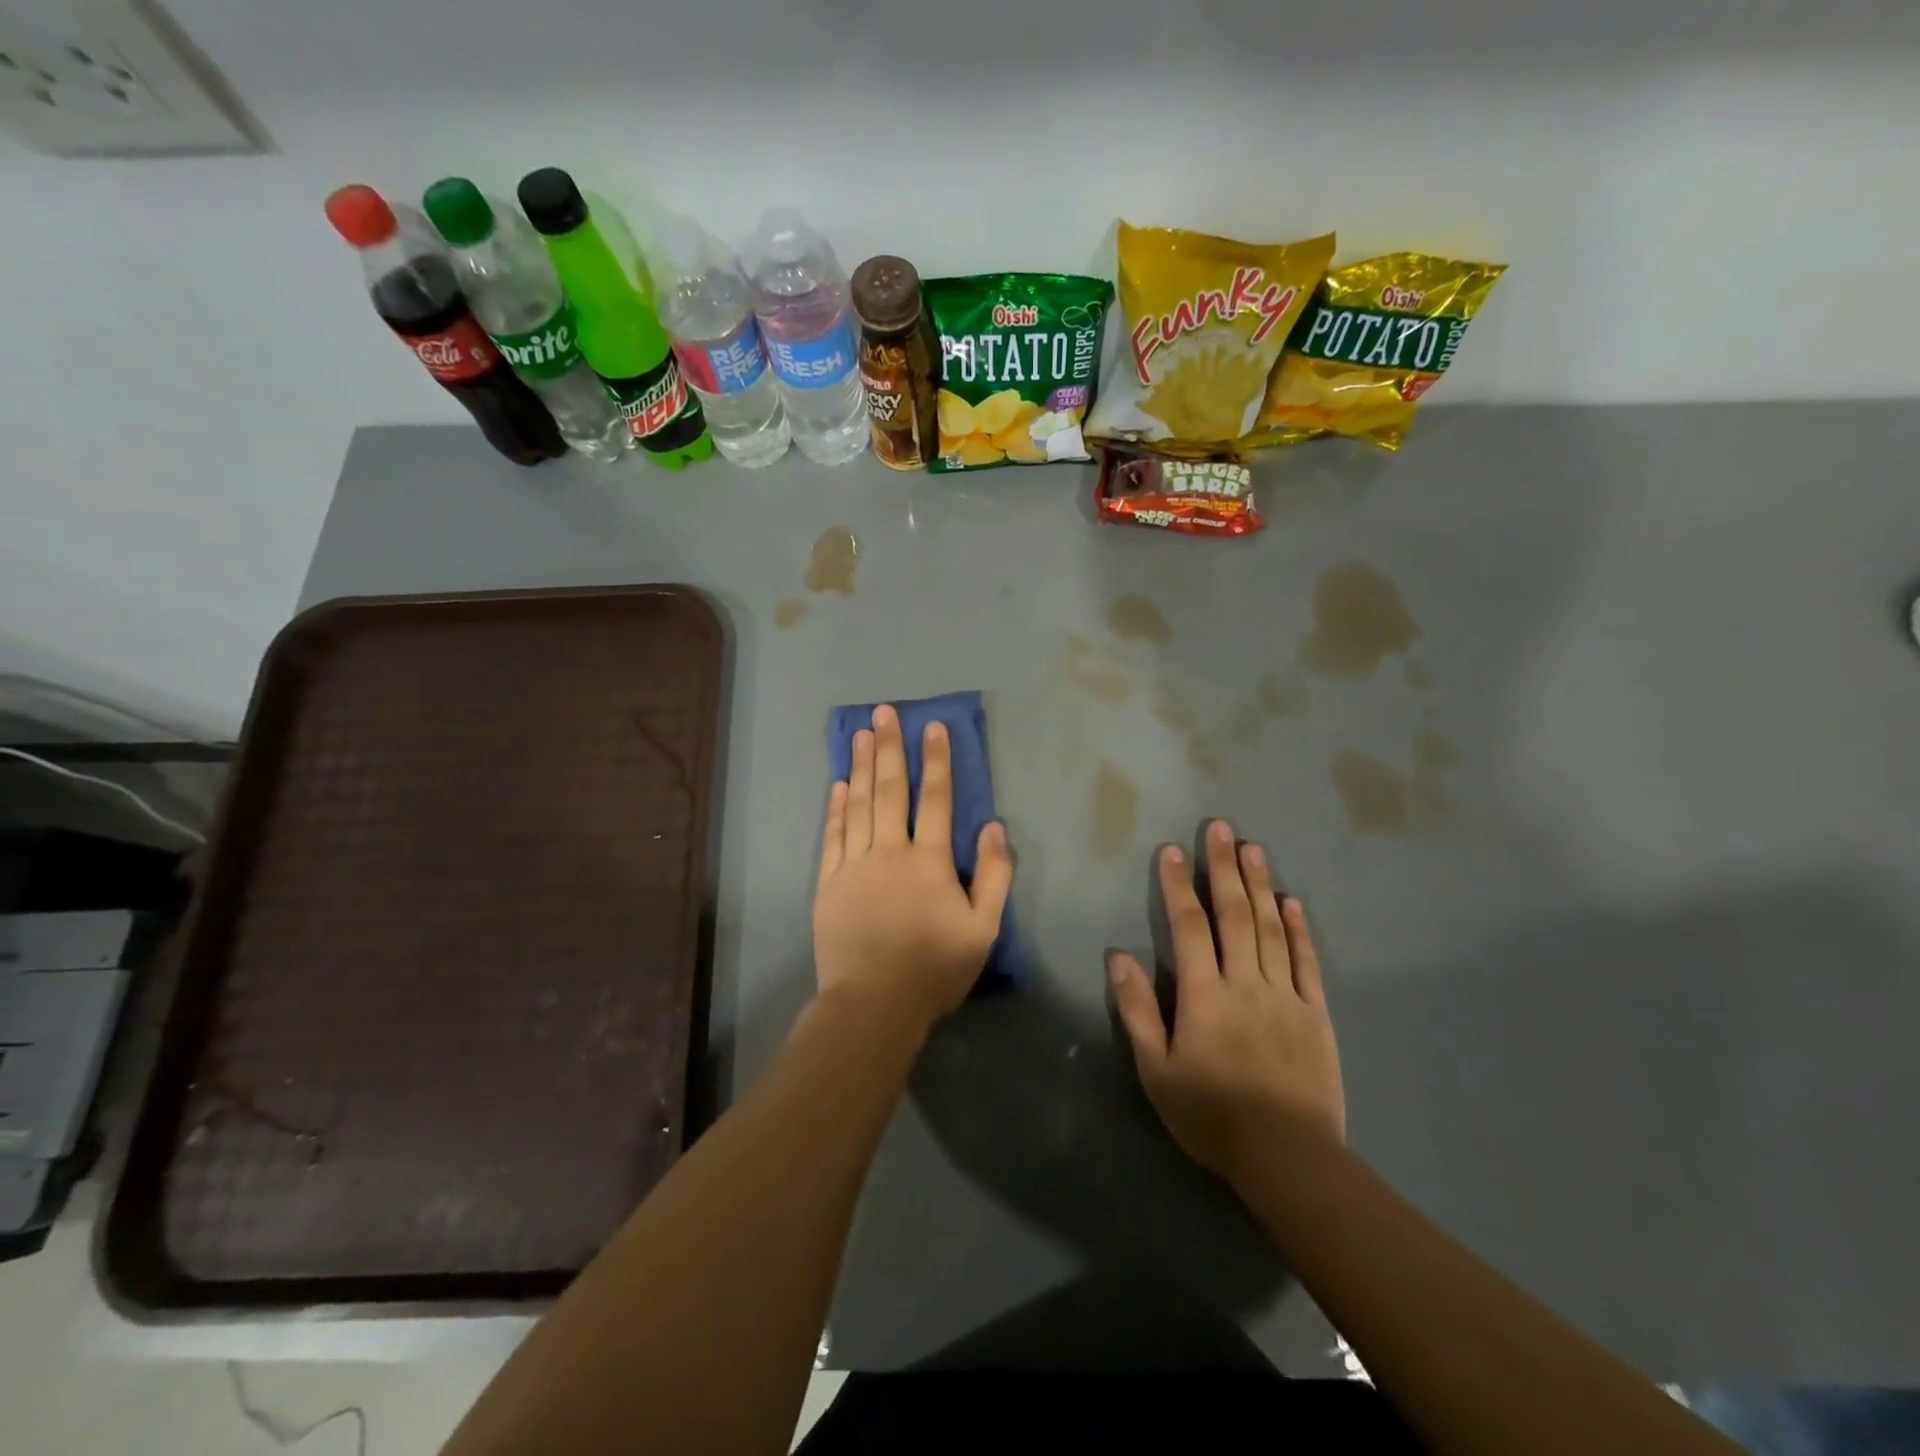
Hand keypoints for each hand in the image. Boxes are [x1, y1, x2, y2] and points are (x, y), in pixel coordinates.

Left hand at [813, 705, 1013, 1039]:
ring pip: (858, 805)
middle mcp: (889, 852)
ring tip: (859, 734)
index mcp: (929, 861)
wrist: (874, 1004)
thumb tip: (994, 827)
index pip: (935, 799)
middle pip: (889, 790)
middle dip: (889, 748)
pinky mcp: (828, 883)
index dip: (936, 761)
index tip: (933, 727)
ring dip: (860, 767)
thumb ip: (994, 876)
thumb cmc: (934, 968)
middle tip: (883, 713)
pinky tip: (837, 785)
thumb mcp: (983, 929)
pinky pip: (832, 836)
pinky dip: (835, 808)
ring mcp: (854, 865)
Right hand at [1108, 819, 1344, 1186]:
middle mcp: (1245, 983)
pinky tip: (1291, 901)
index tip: (1172, 851)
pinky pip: (1306, 961)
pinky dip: (1298, 928)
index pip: (1189, 927)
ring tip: (1252, 848)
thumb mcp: (1157, 1070)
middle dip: (1223, 868)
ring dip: (1259, 885)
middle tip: (1219, 828)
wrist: (1288, 1159)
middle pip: (1233, 915)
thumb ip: (1138, 1011)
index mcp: (1204, 995)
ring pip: (1270, 928)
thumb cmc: (1211, 1116)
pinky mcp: (1315, 1013)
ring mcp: (1285, 995)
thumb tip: (1118, 957)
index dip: (1178, 886)